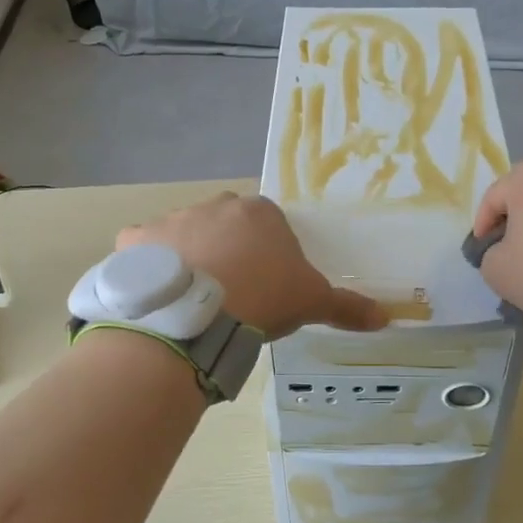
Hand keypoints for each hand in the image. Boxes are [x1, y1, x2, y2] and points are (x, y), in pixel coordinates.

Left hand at [118, 193, 387, 338]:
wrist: (195, 314)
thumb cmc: (262, 297)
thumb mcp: (312, 302)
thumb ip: (347, 306)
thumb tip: (386, 317)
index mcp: (259, 212)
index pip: (268, 225)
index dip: (267, 255)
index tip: (265, 285)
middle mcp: (215, 205)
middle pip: (224, 225)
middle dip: (227, 251)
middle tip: (230, 294)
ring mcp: (172, 219)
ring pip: (184, 237)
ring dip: (189, 260)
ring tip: (193, 302)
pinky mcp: (136, 239)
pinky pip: (145, 251)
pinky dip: (151, 269)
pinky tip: (159, 298)